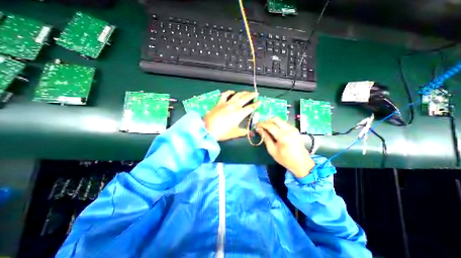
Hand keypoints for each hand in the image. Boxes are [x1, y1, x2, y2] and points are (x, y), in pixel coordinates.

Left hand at [204, 91, 258, 141]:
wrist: (207, 129)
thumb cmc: (222, 132)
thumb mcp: (235, 133)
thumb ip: (245, 133)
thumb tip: (253, 134)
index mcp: (239, 114)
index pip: (251, 107)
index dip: (256, 104)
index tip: (260, 102)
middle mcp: (234, 106)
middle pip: (245, 98)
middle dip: (252, 95)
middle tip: (256, 94)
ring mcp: (226, 103)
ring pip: (237, 95)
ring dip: (243, 92)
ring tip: (247, 92)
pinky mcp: (219, 103)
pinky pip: (225, 95)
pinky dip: (229, 92)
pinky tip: (232, 91)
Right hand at [258, 116, 315, 177]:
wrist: (302, 163)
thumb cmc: (285, 159)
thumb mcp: (272, 150)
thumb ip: (266, 138)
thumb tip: (259, 130)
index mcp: (283, 136)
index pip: (270, 125)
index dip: (261, 124)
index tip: (256, 125)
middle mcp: (289, 129)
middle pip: (275, 119)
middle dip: (267, 121)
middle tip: (261, 126)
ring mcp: (293, 128)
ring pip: (280, 120)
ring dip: (272, 122)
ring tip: (266, 128)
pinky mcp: (295, 129)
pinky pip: (284, 123)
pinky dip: (277, 124)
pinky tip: (274, 130)